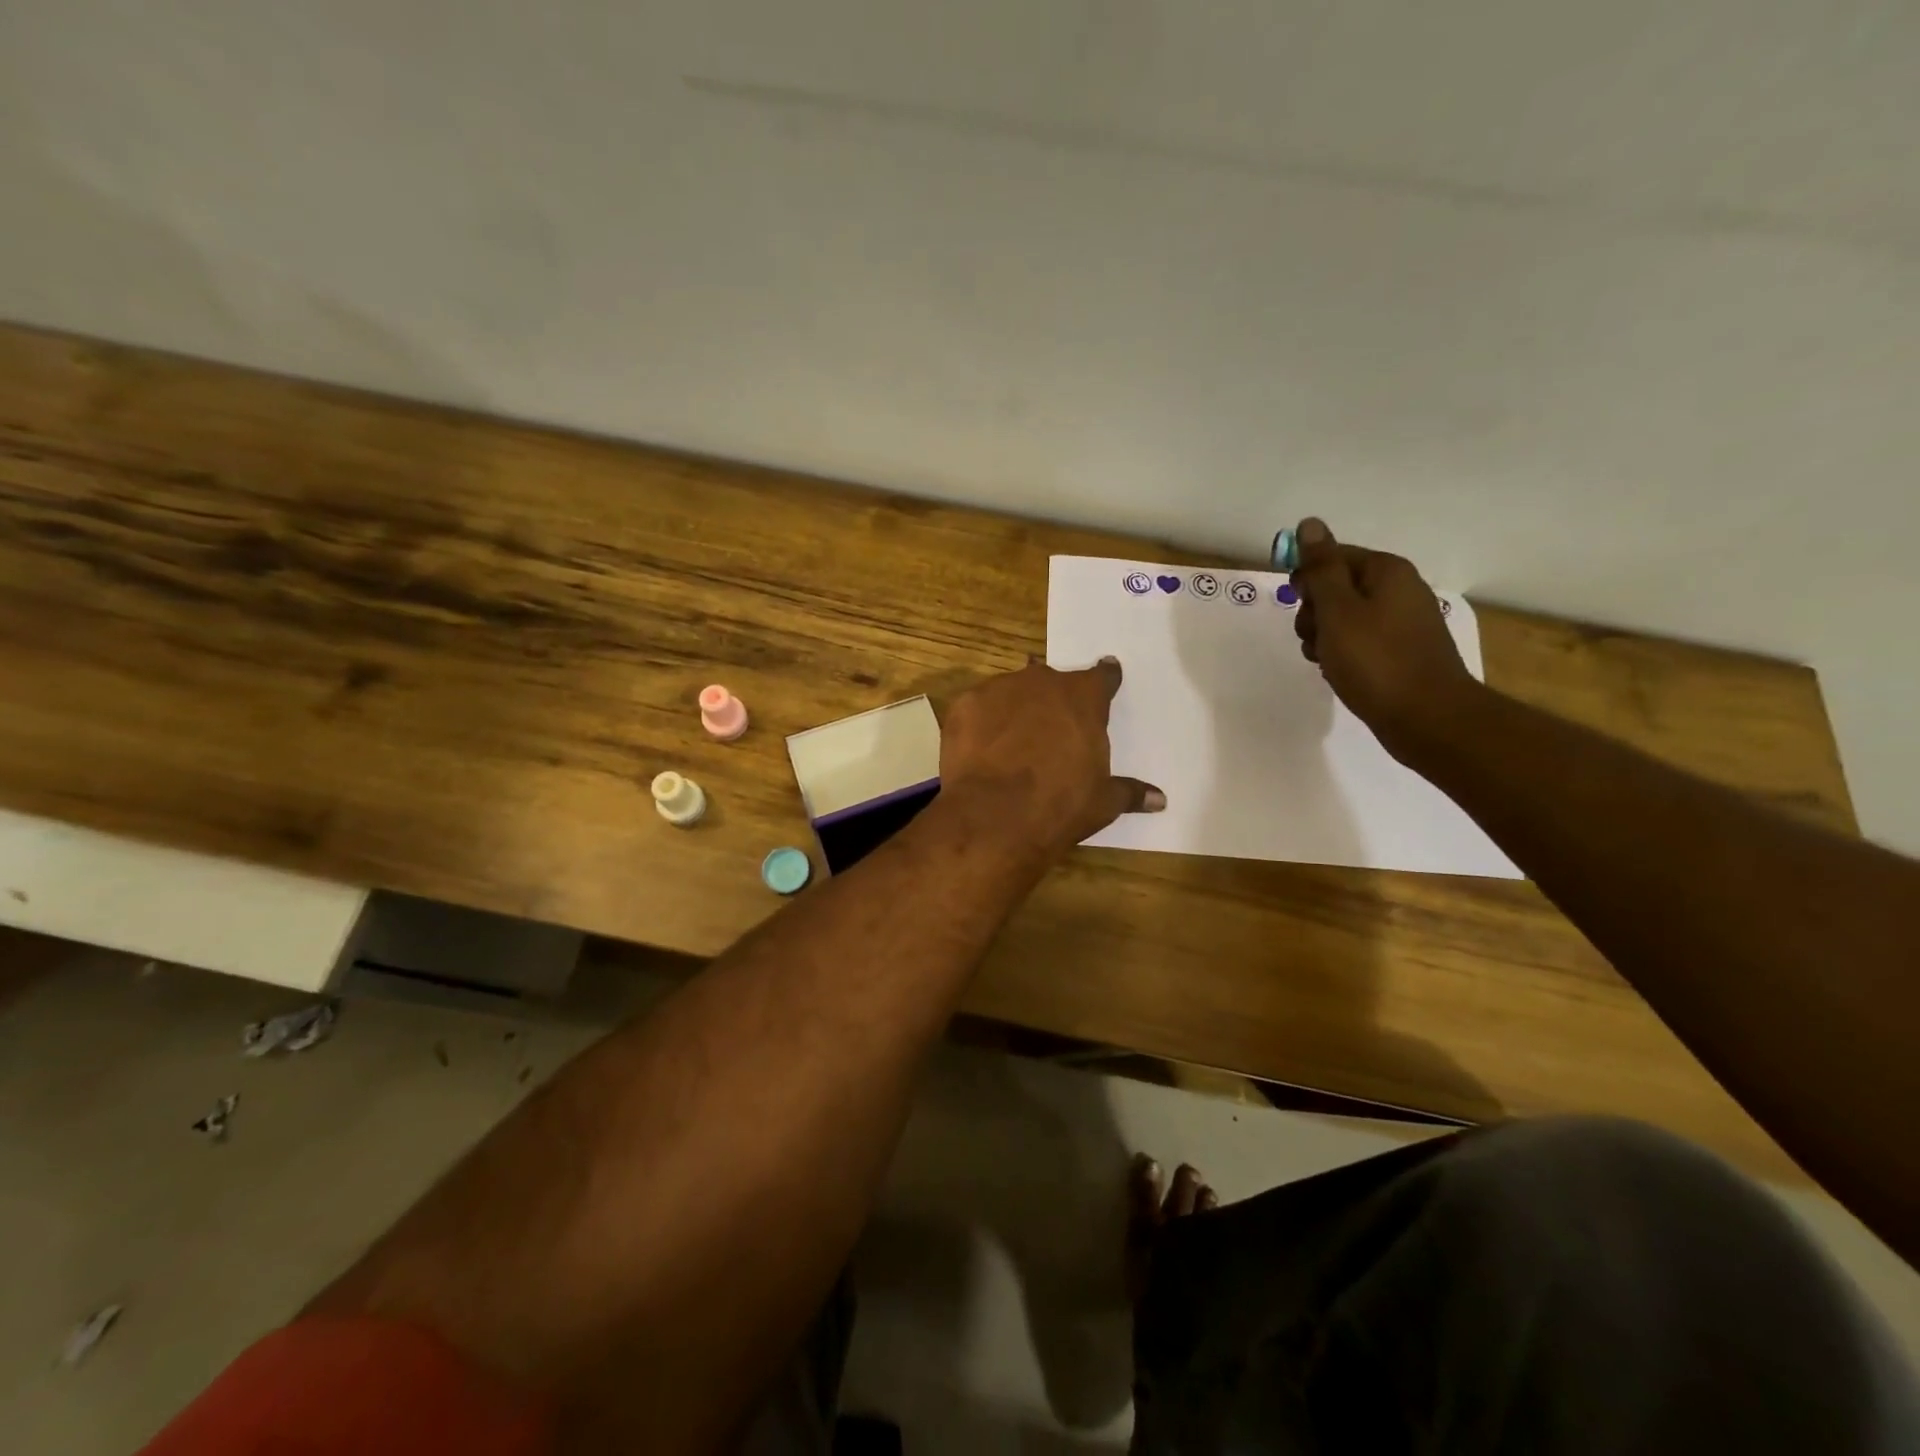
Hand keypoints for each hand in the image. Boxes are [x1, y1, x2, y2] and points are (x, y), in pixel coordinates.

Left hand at [940, 658, 1164, 859]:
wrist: (994, 816)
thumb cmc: (1059, 805)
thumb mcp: (1102, 802)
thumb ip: (1129, 792)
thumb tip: (1160, 799)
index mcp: (1083, 698)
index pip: (1101, 676)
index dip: (1105, 679)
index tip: (1107, 676)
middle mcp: (1042, 682)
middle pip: (1052, 681)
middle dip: (1053, 699)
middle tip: (1051, 726)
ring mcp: (999, 689)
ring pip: (1012, 691)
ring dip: (1015, 708)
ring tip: (1012, 740)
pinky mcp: (964, 705)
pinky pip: (978, 708)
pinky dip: (982, 723)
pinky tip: (981, 748)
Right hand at [1290, 518, 1481, 757]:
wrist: (1426, 718)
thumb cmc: (1376, 661)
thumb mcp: (1338, 611)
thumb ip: (1321, 568)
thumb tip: (1309, 524)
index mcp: (1386, 572)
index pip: (1333, 556)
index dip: (1307, 578)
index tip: (1294, 602)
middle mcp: (1398, 590)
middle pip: (1337, 587)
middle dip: (1314, 612)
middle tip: (1314, 637)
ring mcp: (1401, 623)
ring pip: (1343, 618)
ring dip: (1323, 637)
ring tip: (1327, 660)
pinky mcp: (1400, 652)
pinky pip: (1358, 642)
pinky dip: (1342, 654)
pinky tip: (1339, 672)